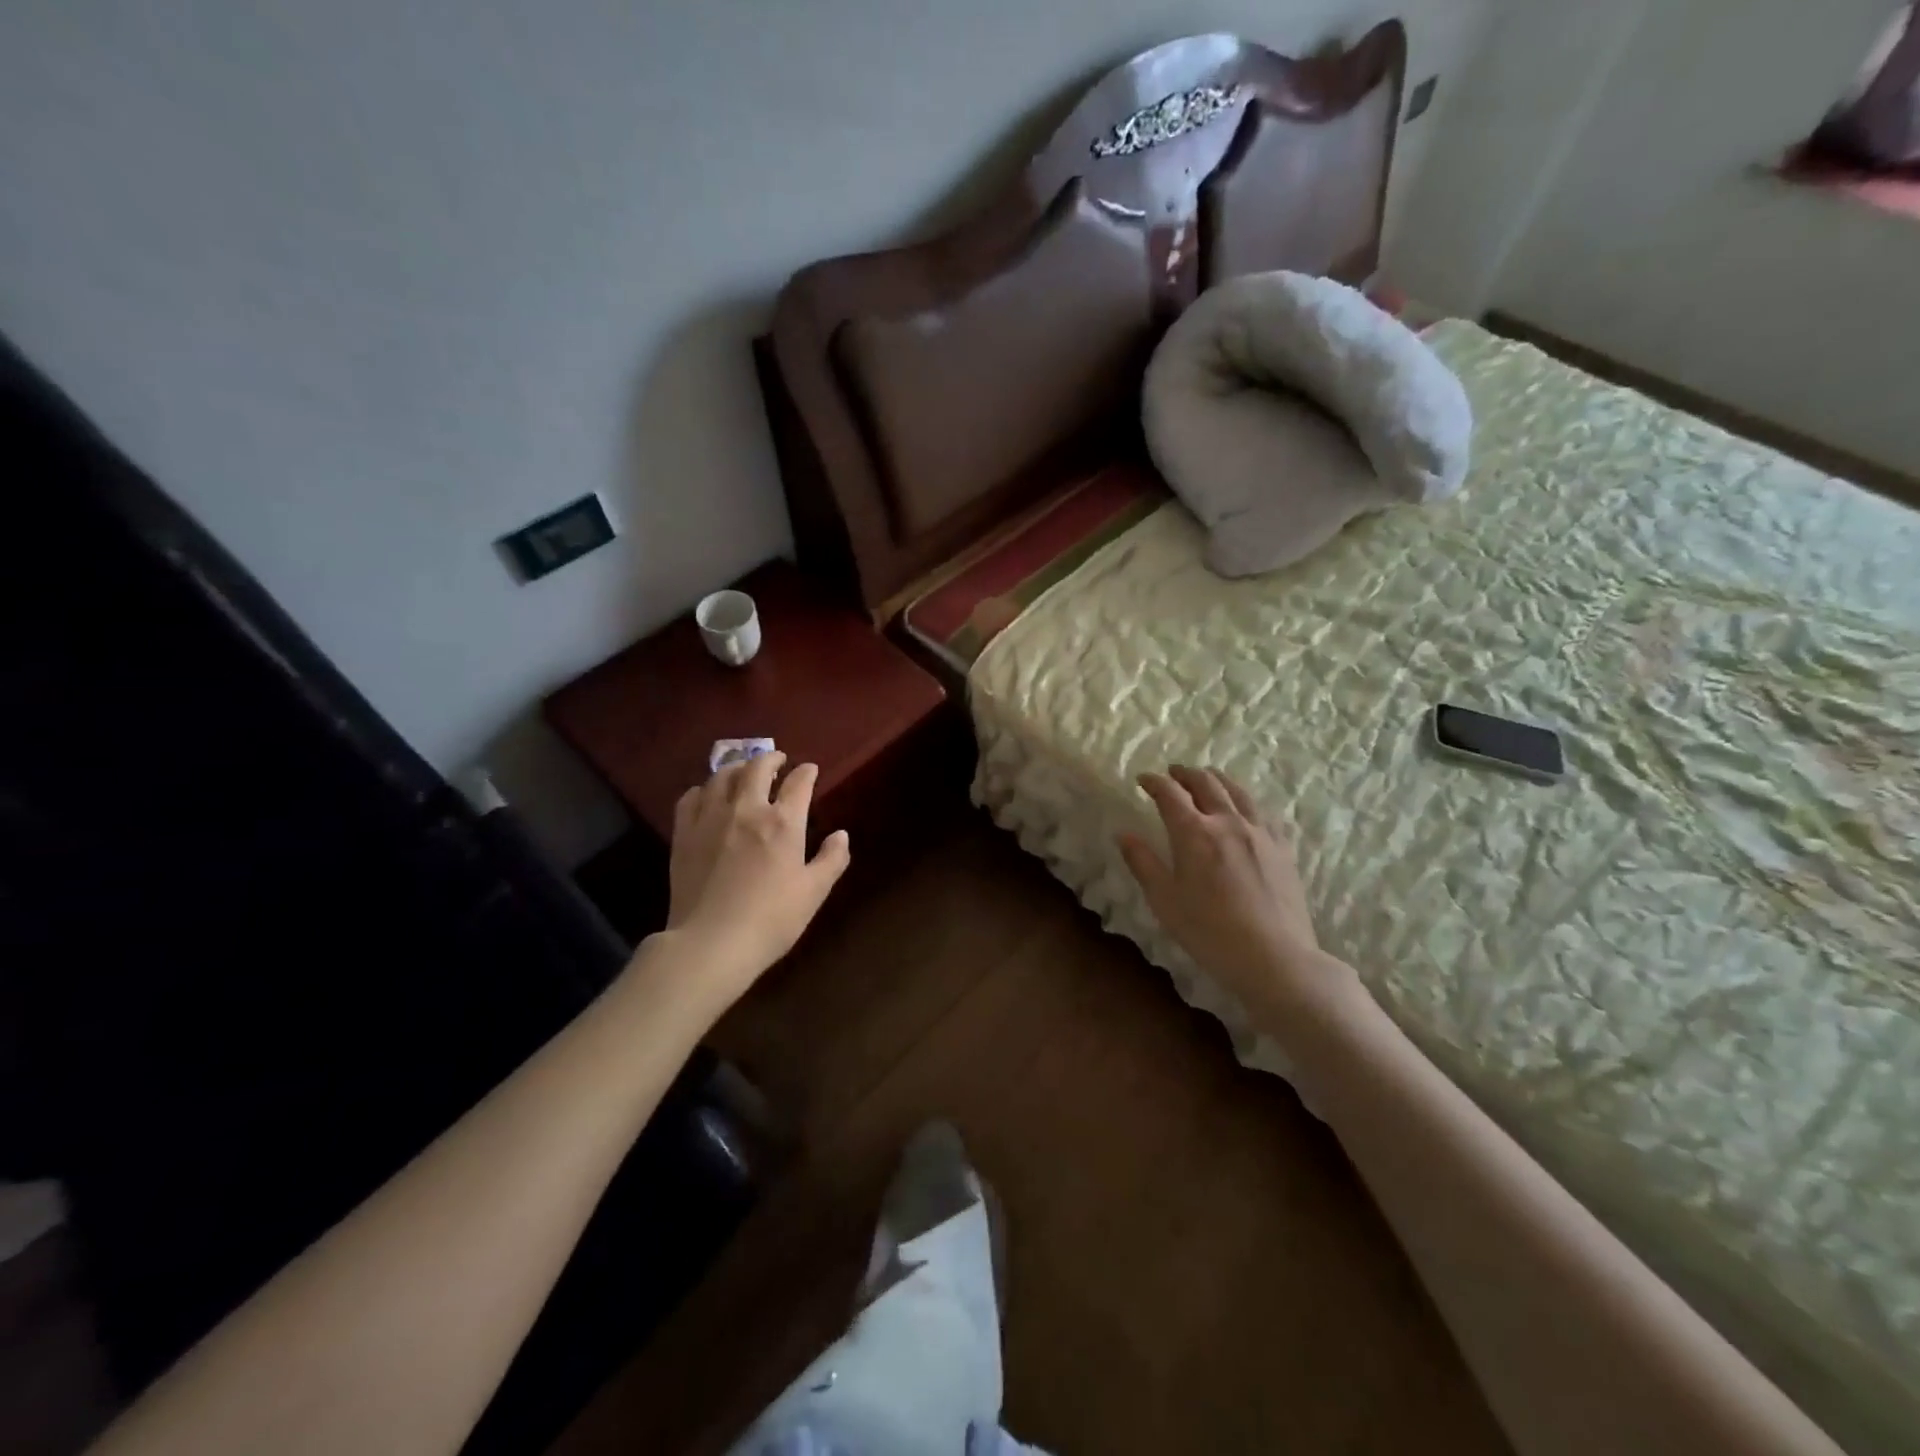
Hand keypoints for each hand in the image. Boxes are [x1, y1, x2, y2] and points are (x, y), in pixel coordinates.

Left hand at [661, 751, 850, 1004]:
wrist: (712, 943)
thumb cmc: (771, 919)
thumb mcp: (814, 892)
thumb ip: (832, 860)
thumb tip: (841, 835)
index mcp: (783, 822)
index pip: (798, 783)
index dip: (807, 772)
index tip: (810, 770)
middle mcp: (746, 809)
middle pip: (757, 767)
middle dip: (771, 759)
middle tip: (778, 761)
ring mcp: (710, 818)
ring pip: (722, 776)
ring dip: (737, 768)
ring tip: (744, 772)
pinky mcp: (684, 834)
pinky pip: (690, 797)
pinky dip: (703, 789)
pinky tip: (708, 795)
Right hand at [1117, 766, 1357, 1018]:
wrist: (1274, 957)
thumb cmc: (1209, 932)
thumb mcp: (1165, 901)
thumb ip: (1143, 863)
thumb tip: (1123, 834)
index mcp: (1195, 833)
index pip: (1170, 794)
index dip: (1154, 782)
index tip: (1143, 779)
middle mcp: (1228, 822)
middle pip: (1206, 784)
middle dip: (1186, 774)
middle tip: (1173, 772)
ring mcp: (1260, 833)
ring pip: (1238, 791)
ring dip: (1217, 779)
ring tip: (1208, 777)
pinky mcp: (1283, 848)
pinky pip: (1264, 812)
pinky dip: (1247, 800)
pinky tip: (1245, 808)